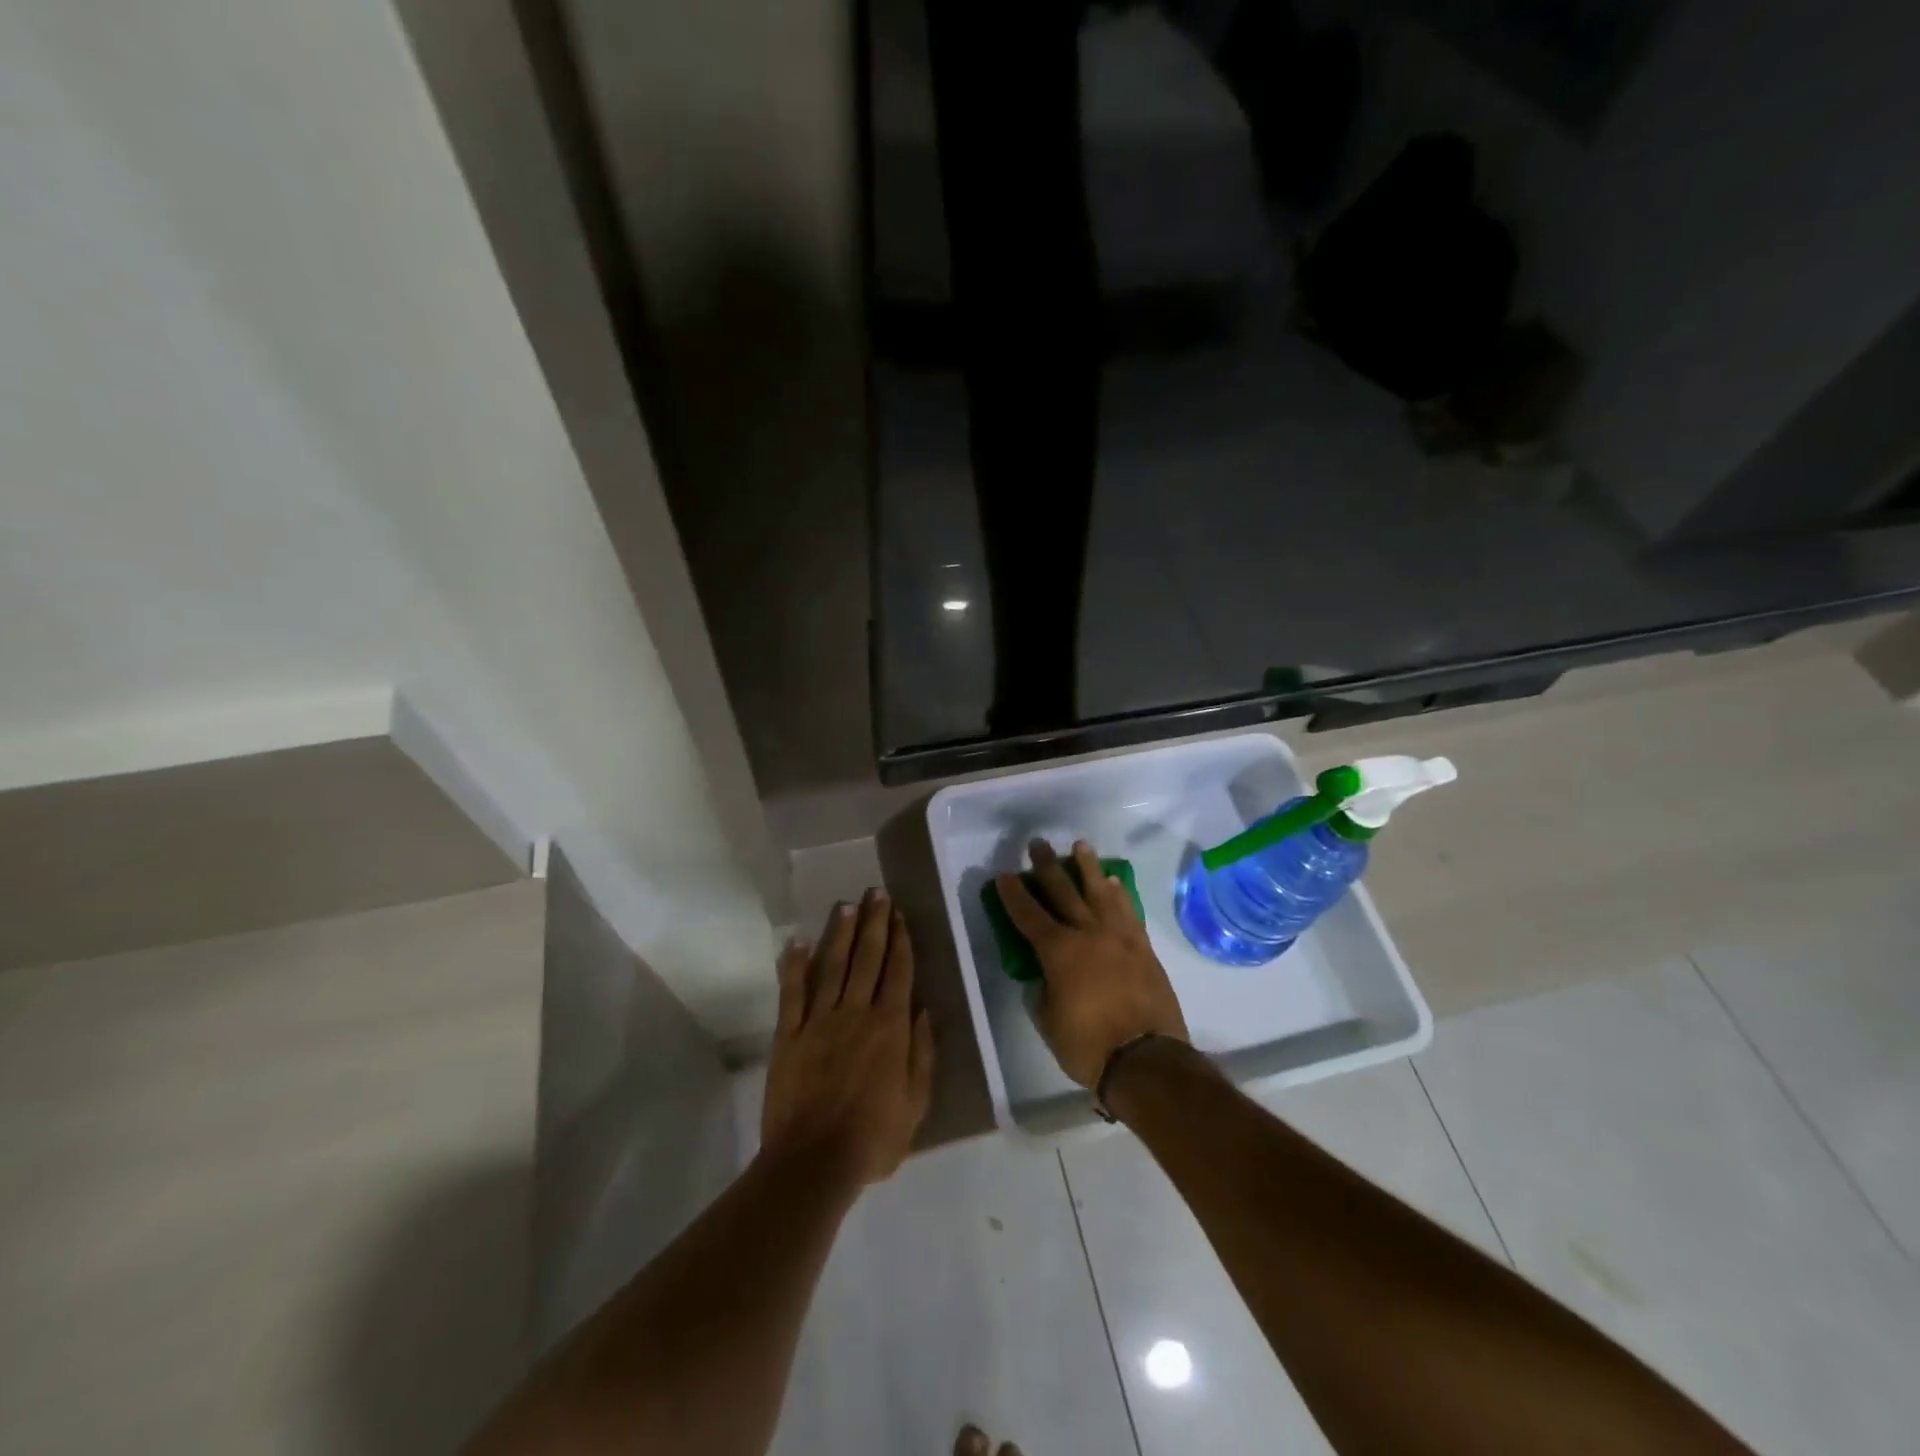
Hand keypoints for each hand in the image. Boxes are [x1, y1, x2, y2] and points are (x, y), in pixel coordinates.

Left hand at [761, 890, 934, 1184]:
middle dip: (875, 923)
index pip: (898, 972)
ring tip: (848, 905)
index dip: (900, 939)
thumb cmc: (873, 1138)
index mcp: (890, 1028)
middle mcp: (856, 1013)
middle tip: (877, 893)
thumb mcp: (916, 1103)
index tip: (900, 913)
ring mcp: (819, 1021)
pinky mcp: (789, 1035)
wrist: (814, 1162)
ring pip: (833, 966)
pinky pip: (792, 993)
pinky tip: (797, 942)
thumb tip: (924, 1010)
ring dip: (841, 934)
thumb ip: (921, 1053)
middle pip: (868, 959)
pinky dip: (794, 966)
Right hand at [994, 839, 1188, 1089]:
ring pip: (1100, 892)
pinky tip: (1114, 883)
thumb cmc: (1088, 1044)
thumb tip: (1047, 976)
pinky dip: (1119, 894)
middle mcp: (1087, 933)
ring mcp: (1119, 937)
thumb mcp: (1049, 1020)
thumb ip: (1045, 989)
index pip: (1029, 915)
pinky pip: (1128, 911)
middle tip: (1038, 843)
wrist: (1146, 1057)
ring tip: (1081, 846)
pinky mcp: (1142, 947)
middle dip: (1047, 866)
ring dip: (1088, 867)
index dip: (1014, 894)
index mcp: (1058, 951)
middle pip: (1063, 891)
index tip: (1005, 874)